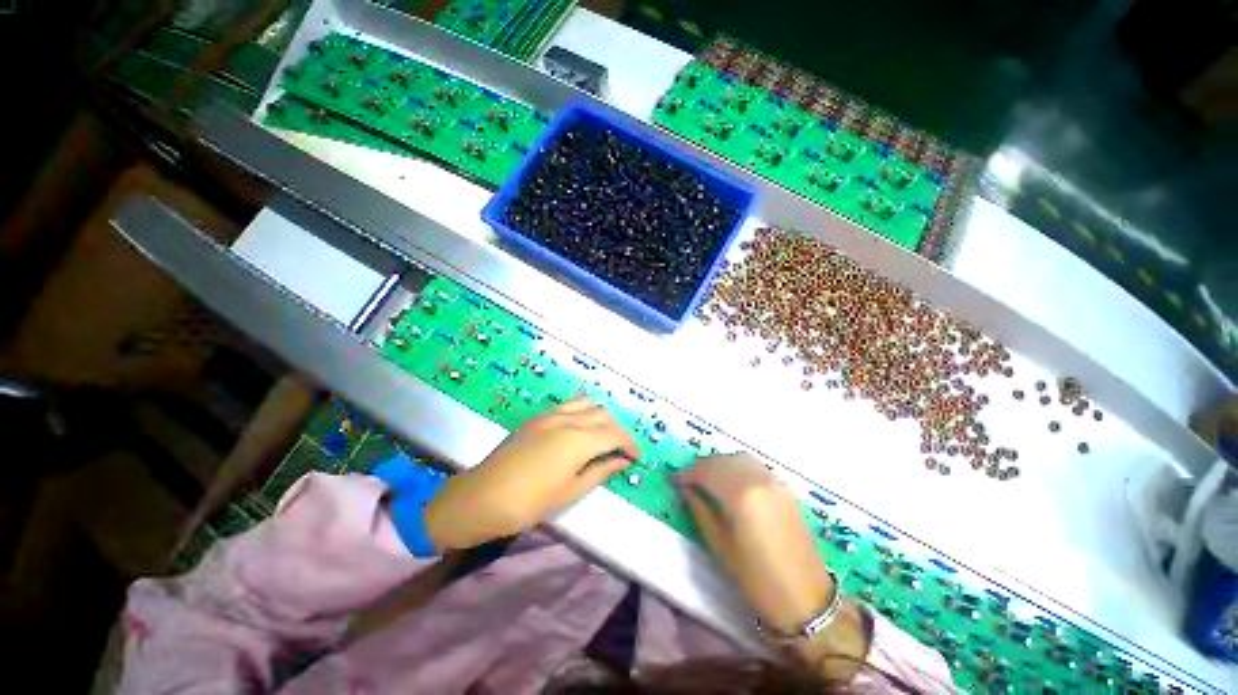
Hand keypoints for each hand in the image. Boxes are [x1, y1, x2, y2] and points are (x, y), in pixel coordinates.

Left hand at [424, 397, 637, 550]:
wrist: (483, 496)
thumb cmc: (530, 503)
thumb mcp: (571, 491)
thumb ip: (600, 471)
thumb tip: (623, 461)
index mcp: (579, 440)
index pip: (615, 435)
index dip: (629, 444)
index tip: (636, 457)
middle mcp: (569, 420)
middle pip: (604, 416)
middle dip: (618, 430)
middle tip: (621, 449)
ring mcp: (551, 414)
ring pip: (587, 404)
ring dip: (601, 416)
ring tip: (603, 435)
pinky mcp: (538, 417)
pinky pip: (569, 405)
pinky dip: (583, 411)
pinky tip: (580, 428)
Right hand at [678, 454, 867, 678]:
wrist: (806, 598)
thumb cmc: (757, 578)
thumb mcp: (720, 545)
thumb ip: (700, 510)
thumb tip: (686, 489)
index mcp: (741, 495)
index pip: (707, 471)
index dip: (688, 473)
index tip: (676, 481)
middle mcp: (759, 479)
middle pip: (723, 460)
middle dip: (703, 466)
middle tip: (690, 481)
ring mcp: (775, 481)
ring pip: (740, 459)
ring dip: (721, 464)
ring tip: (709, 480)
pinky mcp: (785, 487)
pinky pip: (755, 467)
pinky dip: (738, 468)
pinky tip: (732, 483)